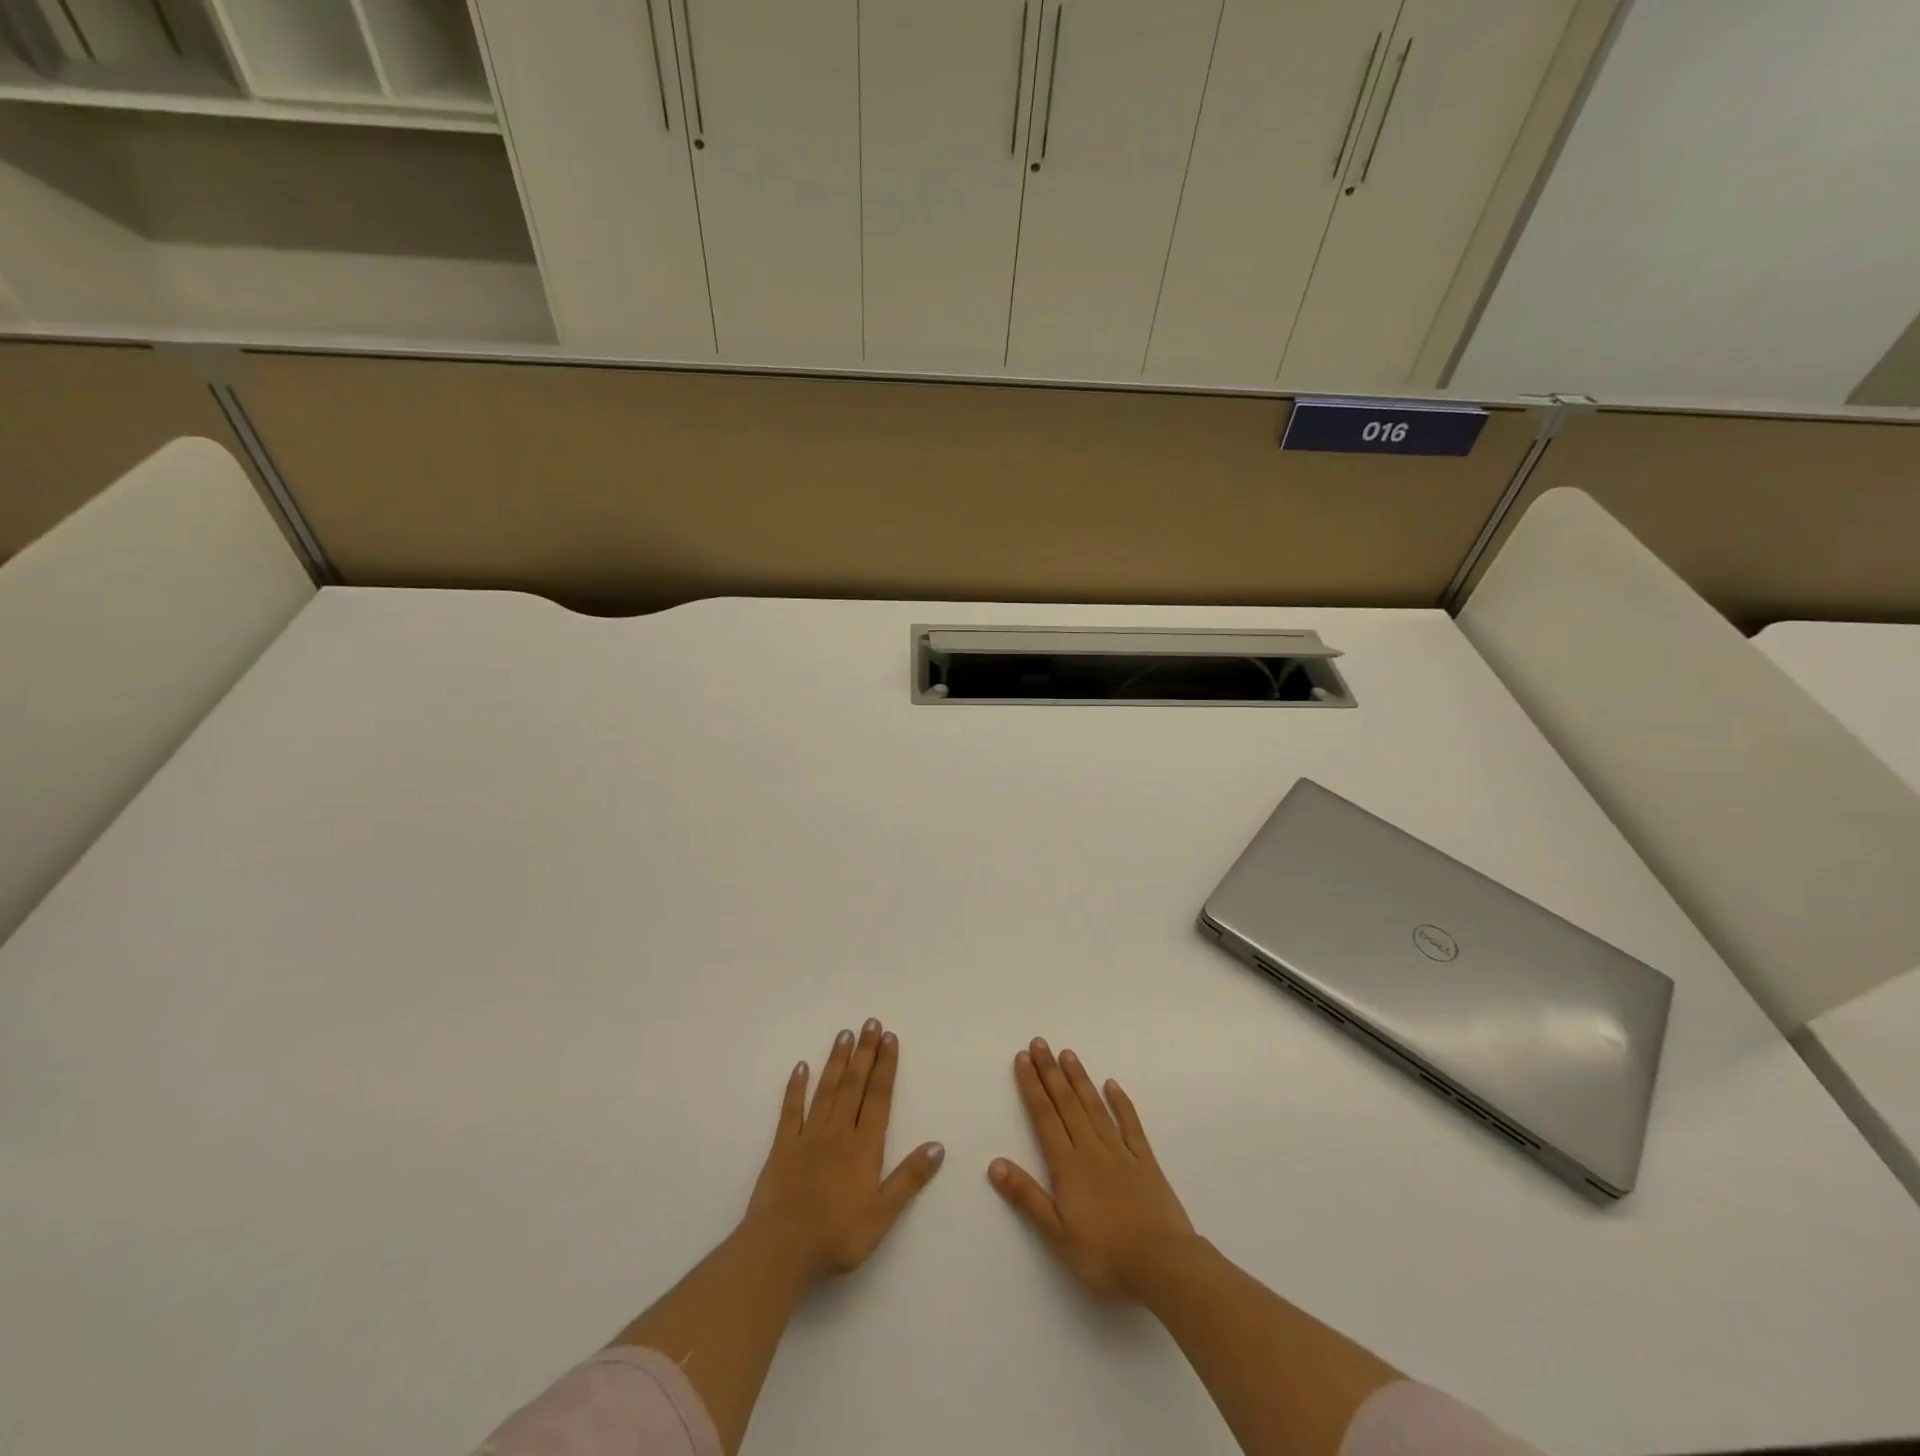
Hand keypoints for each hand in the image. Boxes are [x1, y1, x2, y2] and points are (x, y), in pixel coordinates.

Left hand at [741, 1018, 944, 1286]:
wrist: (780, 1250)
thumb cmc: (836, 1237)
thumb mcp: (881, 1215)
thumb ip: (908, 1179)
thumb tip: (938, 1146)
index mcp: (864, 1147)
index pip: (878, 1097)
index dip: (885, 1066)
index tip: (890, 1037)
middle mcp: (838, 1132)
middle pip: (853, 1085)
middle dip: (864, 1052)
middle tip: (870, 1022)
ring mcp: (808, 1136)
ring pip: (826, 1090)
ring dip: (836, 1061)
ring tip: (844, 1034)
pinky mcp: (782, 1147)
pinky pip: (790, 1110)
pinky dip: (795, 1087)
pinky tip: (800, 1067)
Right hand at [990, 1037, 1195, 1298]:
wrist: (1163, 1265)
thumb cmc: (1104, 1256)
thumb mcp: (1057, 1234)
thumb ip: (1026, 1197)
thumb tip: (995, 1163)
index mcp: (1068, 1166)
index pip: (1044, 1117)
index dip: (1032, 1086)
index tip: (1023, 1058)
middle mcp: (1091, 1149)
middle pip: (1067, 1103)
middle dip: (1051, 1072)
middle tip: (1040, 1042)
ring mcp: (1121, 1152)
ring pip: (1095, 1107)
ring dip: (1080, 1079)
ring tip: (1067, 1053)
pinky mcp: (1146, 1161)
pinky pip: (1130, 1124)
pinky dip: (1120, 1103)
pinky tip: (1112, 1085)